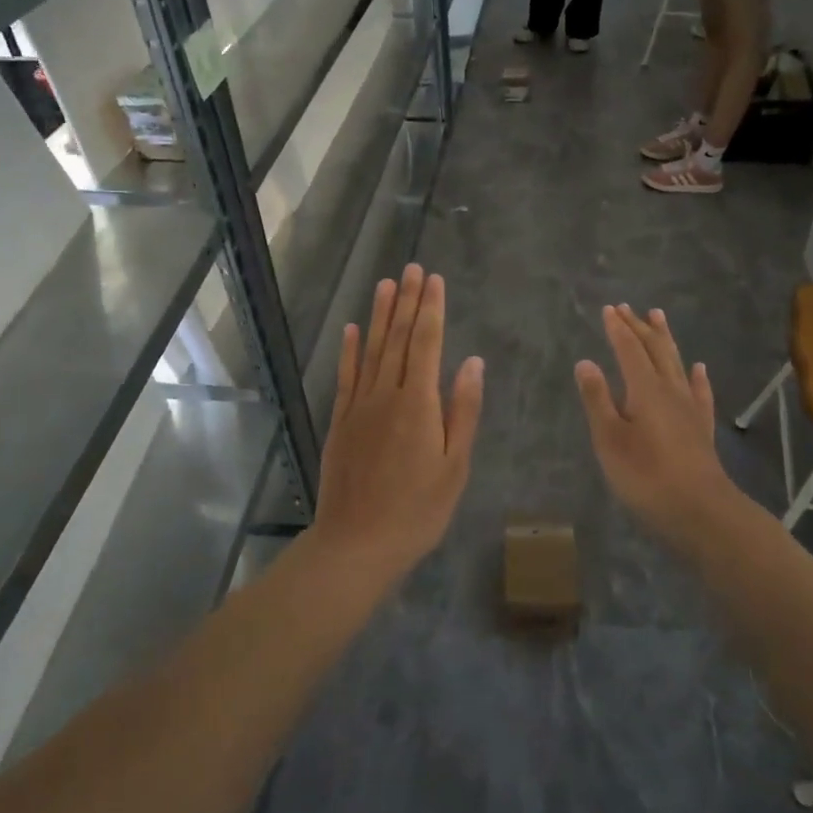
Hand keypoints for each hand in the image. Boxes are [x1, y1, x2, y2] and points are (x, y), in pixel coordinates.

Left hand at [312, 264, 483, 567]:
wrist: (356, 543)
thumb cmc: (417, 510)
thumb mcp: (454, 466)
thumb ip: (463, 411)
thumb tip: (473, 363)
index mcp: (418, 404)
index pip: (426, 344)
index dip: (431, 309)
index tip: (434, 279)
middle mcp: (385, 395)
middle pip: (397, 339)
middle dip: (407, 301)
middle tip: (413, 268)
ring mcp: (358, 407)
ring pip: (370, 350)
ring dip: (379, 315)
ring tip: (386, 284)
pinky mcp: (340, 422)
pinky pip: (346, 376)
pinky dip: (349, 350)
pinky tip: (351, 330)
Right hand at [575, 305, 737, 545]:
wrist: (700, 511)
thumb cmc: (646, 476)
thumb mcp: (610, 440)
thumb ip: (597, 400)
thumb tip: (586, 362)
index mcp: (644, 389)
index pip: (629, 350)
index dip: (618, 329)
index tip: (608, 309)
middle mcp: (670, 390)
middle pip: (655, 349)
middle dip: (639, 327)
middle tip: (627, 308)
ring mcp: (690, 407)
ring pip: (677, 363)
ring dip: (665, 339)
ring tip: (658, 318)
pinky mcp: (702, 427)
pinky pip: (699, 391)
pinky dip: (696, 375)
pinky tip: (698, 368)